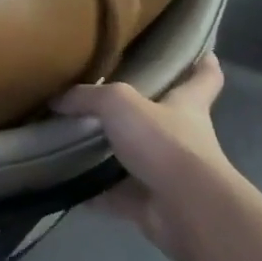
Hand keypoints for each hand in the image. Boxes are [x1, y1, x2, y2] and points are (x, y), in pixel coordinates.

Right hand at [53, 54, 237, 258]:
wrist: (185, 208)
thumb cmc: (164, 143)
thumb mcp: (119, 104)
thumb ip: (87, 97)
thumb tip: (57, 100)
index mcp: (186, 105)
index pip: (204, 77)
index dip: (203, 63)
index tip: (200, 51)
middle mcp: (182, 137)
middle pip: (165, 117)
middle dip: (141, 109)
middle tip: (105, 97)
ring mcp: (167, 173)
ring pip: (135, 157)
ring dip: (110, 152)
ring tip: (73, 138)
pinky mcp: (150, 203)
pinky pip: (114, 194)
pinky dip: (92, 191)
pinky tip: (64, 182)